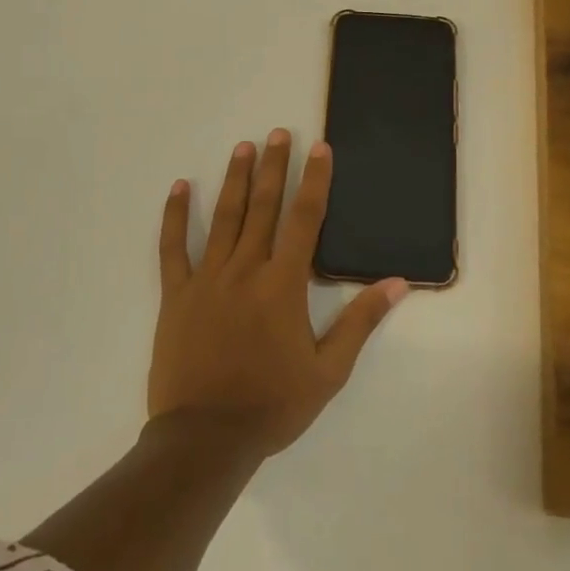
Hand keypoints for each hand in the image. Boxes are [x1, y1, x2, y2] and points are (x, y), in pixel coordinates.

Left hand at [149, 130, 408, 455]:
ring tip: (243, 147)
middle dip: (275, 167)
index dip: (315, 181)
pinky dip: (176, 216)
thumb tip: (397, 283)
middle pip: (264, 208)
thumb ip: (361, 322)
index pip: (304, 220)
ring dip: (236, 180)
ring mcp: (207, 279)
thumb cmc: (273, 405)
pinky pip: (173, 248)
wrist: (206, 438)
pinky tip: (180, 188)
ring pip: (224, 218)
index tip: (319, 149)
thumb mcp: (329, 371)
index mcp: (283, 285)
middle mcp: (245, 270)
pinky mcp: (176, 295)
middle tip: (279, 132)